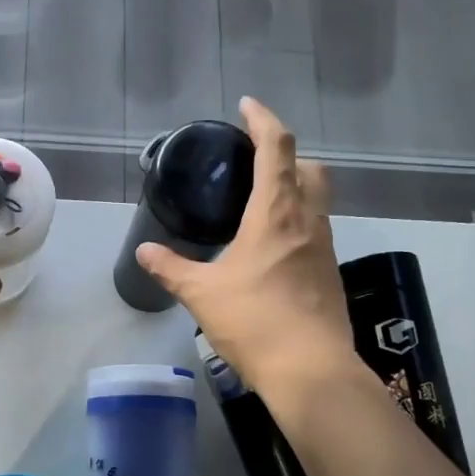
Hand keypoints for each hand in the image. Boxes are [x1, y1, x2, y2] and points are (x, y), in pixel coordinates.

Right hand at [136, 98, 358, 399]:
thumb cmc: (254, 320)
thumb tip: (145, 251)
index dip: (263, 120)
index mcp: (276, 213)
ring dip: (295, 188)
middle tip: (256, 162)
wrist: (310, 369)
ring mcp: (324, 248)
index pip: (277, 147)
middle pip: (310, 167)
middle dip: (287, 154)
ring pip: (317, 200)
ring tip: (259, 204)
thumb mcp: (202, 293)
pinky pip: (315, 231)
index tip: (247, 106)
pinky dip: (297, 223)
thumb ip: (171, 268)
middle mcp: (307, 221)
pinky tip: (272, 249)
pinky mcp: (329, 274)